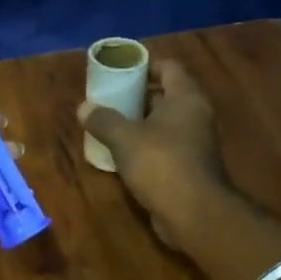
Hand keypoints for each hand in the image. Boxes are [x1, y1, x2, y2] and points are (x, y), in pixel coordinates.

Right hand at [79, 59, 230, 247]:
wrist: (194, 214)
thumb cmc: (161, 163)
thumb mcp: (124, 138)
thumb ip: (103, 119)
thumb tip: (83, 108)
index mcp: (186, 98)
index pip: (170, 67)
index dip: (146, 65)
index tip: (121, 71)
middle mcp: (196, 115)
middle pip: (167, 94)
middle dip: (139, 95)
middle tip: (111, 98)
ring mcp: (197, 142)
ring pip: (166, 122)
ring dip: (141, 121)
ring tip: (112, 123)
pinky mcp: (191, 166)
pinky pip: (167, 145)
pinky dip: (148, 144)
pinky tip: (124, 152)